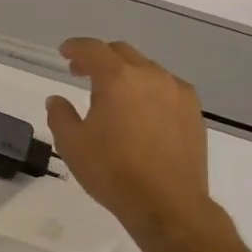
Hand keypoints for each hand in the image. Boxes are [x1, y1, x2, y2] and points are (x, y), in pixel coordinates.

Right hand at [45, 38, 220, 245]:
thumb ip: (60, 115)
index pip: (93, 49)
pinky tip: (139, 111)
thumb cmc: (112, 171)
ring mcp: (178, 93)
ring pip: (147, 69)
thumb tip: (57, 99)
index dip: (75, 47)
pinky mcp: (194, 112)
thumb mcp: (71, 144)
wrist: (167, 203)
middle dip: (100, 58)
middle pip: (122, 53)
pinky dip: (147, 89)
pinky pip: (166, 88)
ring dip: (125, 74)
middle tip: (81, 73)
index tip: (64, 53)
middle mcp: (152, 76)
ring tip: (112, 95)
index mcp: (118, 79)